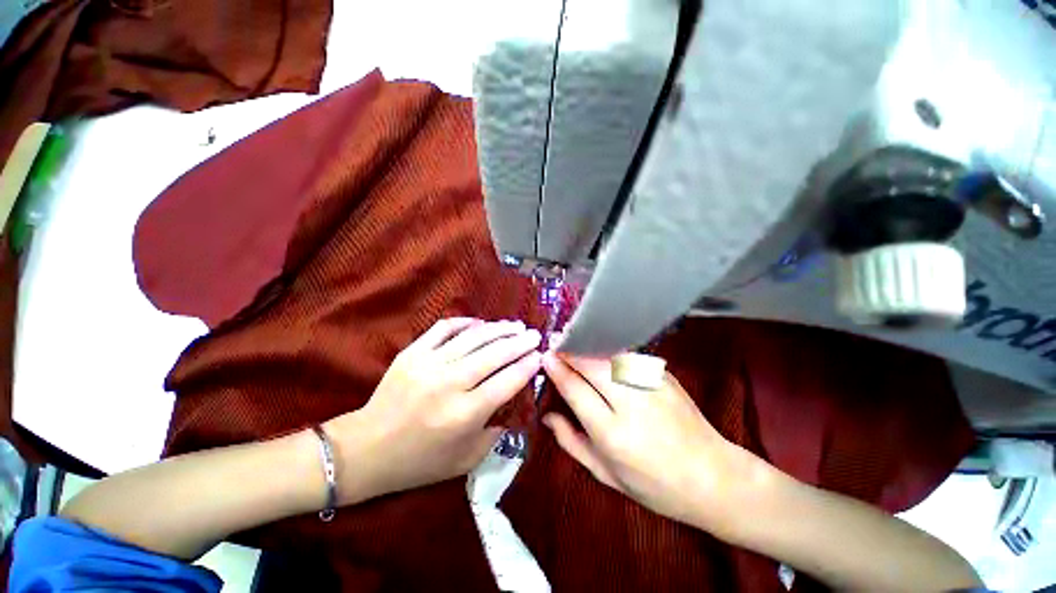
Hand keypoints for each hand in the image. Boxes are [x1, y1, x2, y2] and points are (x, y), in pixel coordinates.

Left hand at [326, 318, 540, 503]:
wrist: (366, 449)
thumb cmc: (419, 461)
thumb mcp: (465, 460)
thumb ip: (495, 432)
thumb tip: (514, 403)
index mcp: (464, 414)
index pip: (507, 382)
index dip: (527, 366)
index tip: (540, 356)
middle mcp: (449, 384)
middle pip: (494, 354)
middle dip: (520, 342)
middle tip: (534, 335)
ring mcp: (428, 363)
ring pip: (473, 337)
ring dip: (499, 329)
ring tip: (515, 325)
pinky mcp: (412, 352)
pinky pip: (444, 328)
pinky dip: (465, 323)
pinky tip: (480, 323)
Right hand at [541, 351, 768, 534]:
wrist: (713, 477)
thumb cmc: (654, 485)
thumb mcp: (605, 474)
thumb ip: (571, 442)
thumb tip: (547, 416)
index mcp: (613, 434)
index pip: (576, 389)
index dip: (557, 369)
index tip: (546, 357)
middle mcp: (632, 404)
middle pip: (592, 364)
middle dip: (570, 351)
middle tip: (556, 344)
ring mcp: (652, 386)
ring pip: (609, 355)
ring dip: (588, 346)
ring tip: (574, 342)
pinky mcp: (664, 376)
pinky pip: (628, 356)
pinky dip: (609, 351)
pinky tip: (601, 352)